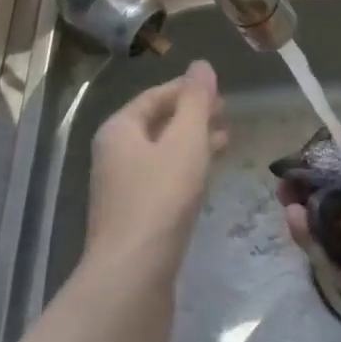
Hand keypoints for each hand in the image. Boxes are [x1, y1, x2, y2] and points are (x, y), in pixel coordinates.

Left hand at [83, 61, 225, 287]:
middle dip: (192, 115)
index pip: (155, 96)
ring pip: (161, 152)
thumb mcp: (186, 140)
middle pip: (156, 123)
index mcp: (120, 129)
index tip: (218, 89)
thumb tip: (201, 65)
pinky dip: (185, 168)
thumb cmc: (160, 198)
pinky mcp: (133, 216)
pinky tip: (206, 176)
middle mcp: (114, 153)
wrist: (131, 276)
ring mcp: (121, 188)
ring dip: (192, 142)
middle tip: (226, 112)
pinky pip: (162, 178)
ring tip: (226, 140)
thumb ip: (196, 101)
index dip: (187, 89)